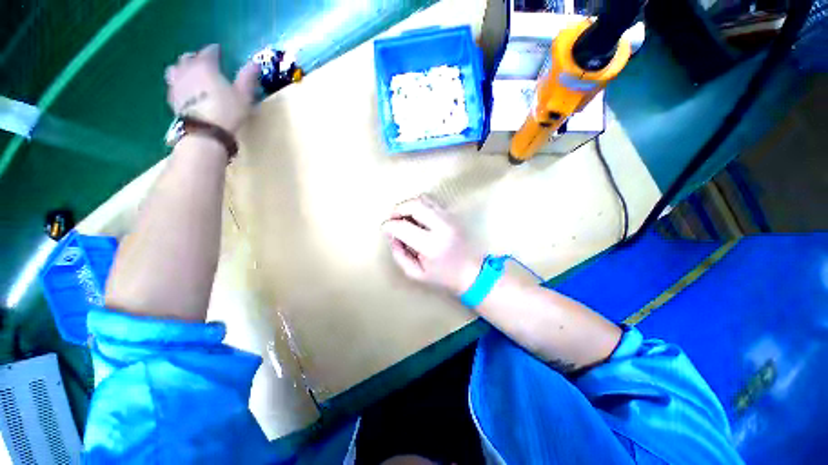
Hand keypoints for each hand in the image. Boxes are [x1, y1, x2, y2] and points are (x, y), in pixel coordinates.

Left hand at [165, 44, 259, 132]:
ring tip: (190, 74)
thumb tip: (255, 63)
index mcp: (205, 66)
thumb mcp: (243, 95)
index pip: (209, 52)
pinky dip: (179, 83)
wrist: (206, 131)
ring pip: (175, 68)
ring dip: (182, 68)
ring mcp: (177, 84)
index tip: (219, 51)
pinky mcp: (172, 98)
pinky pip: (173, 84)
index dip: (215, 50)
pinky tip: (185, 90)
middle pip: (189, 57)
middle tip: (205, 63)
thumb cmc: (227, 111)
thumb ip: (247, 78)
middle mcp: (187, 70)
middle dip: (196, 58)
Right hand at [382, 196, 483, 295]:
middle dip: (398, 209)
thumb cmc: (444, 276)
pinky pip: (432, 202)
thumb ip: (399, 254)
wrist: (473, 271)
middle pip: (414, 205)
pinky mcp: (453, 214)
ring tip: (404, 217)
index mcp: (431, 245)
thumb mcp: (416, 273)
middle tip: (393, 218)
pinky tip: (418, 218)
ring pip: (423, 199)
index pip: (403, 227)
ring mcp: (449, 218)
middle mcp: (441, 226)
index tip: (384, 228)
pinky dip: (420, 206)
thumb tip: (392, 235)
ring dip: (409, 205)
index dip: (388, 225)